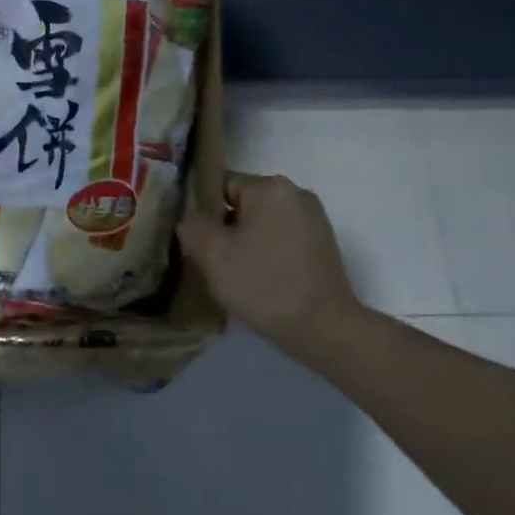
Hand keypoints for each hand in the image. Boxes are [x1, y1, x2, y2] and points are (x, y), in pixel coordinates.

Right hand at [177, 171, 365, 364]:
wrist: (324, 329)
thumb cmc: (264, 284)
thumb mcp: (213, 255)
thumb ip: (192, 227)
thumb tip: (191, 220)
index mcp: (270, 187)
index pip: (221, 185)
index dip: (201, 210)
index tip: (193, 240)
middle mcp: (296, 194)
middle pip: (242, 204)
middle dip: (223, 229)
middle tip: (208, 260)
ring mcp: (314, 221)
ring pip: (262, 224)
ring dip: (244, 243)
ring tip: (231, 274)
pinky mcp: (322, 247)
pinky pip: (281, 240)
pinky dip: (266, 254)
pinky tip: (258, 281)